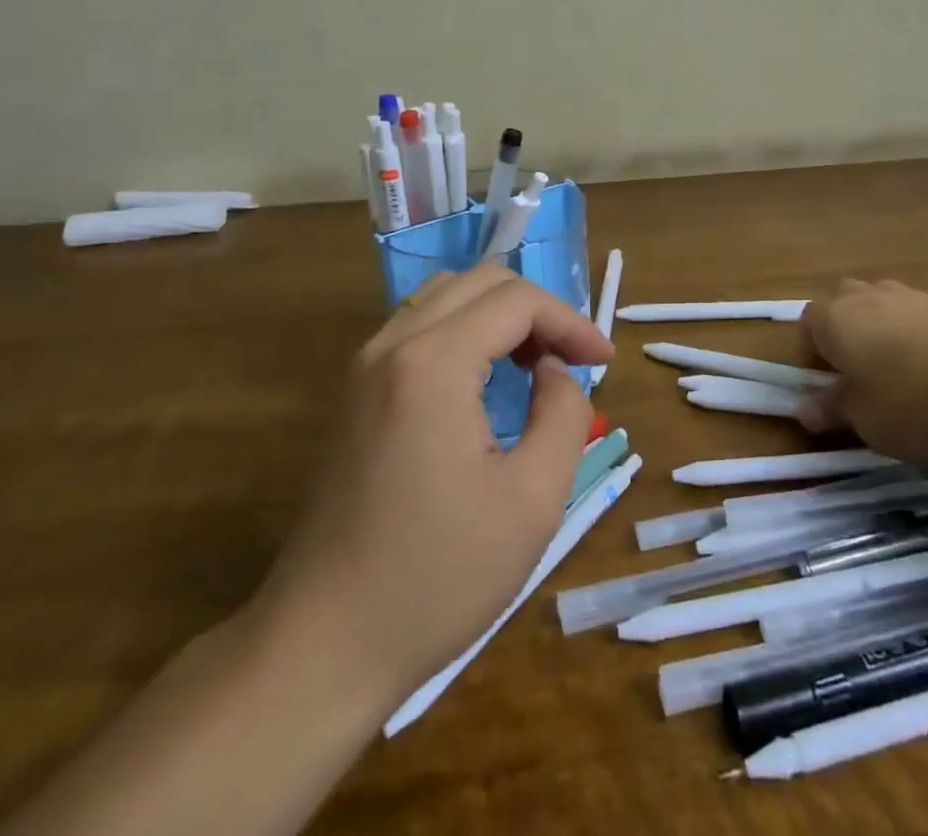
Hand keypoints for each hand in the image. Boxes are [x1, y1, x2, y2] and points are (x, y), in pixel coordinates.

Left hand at [252, 265, 612, 711]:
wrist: (323, 645)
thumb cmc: (437, 577)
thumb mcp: (533, 499)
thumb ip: (564, 413)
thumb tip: (554, 372)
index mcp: (433, 363)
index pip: (517, 300)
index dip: (570, 321)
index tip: (604, 363)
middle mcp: (392, 346)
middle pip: (480, 282)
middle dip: (537, 310)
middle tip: (572, 360)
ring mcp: (363, 367)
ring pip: (445, 296)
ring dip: (498, 315)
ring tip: (534, 363)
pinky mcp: (353, 393)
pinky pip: (418, 328)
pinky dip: (464, 332)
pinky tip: (484, 381)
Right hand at [797, 278, 927, 465]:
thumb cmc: (919, 400)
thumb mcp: (868, 421)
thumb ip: (834, 410)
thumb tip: (806, 407)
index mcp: (835, 317)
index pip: (806, 327)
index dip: (811, 360)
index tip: (829, 394)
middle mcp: (869, 296)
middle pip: (845, 309)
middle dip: (848, 341)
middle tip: (863, 385)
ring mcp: (916, 296)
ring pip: (887, 312)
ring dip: (889, 342)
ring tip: (910, 388)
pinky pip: (926, 322)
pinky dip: (927, 346)